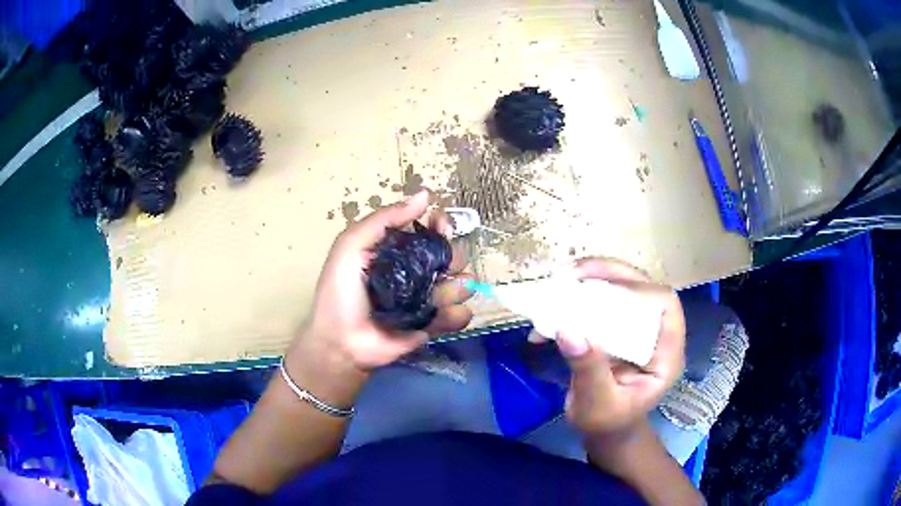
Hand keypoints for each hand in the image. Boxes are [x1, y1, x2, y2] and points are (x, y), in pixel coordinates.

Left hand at [285, 190, 473, 402]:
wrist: (342, 344)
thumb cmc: (340, 294)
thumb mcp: (350, 247)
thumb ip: (383, 220)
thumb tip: (425, 195)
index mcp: (399, 248)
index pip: (432, 227)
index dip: (443, 223)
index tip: (443, 228)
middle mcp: (418, 269)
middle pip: (454, 253)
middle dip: (453, 257)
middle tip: (438, 269)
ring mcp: (428, 297)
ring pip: (464, 283)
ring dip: (455, 288)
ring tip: (435, 299)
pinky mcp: (435, 324)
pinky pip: (462, 314)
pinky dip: (456, 315)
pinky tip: (438, 319)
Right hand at [546, 258, 685, 437]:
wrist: (603, 428)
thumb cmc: (607, 422)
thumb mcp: (598, 404)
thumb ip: (588, 370)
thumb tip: (567, 329)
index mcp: (666, 354)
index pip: (665, 305)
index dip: (637, 291)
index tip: (599, 292)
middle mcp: (656, 333)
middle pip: (642, 287)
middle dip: (608, 274)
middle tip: (572, 273)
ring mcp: (638, 327)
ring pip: (622, 287)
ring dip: (591, 278)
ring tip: (560, 280)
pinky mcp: (619, 326)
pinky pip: (603, 300)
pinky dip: (578, 296)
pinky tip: (552, 305)